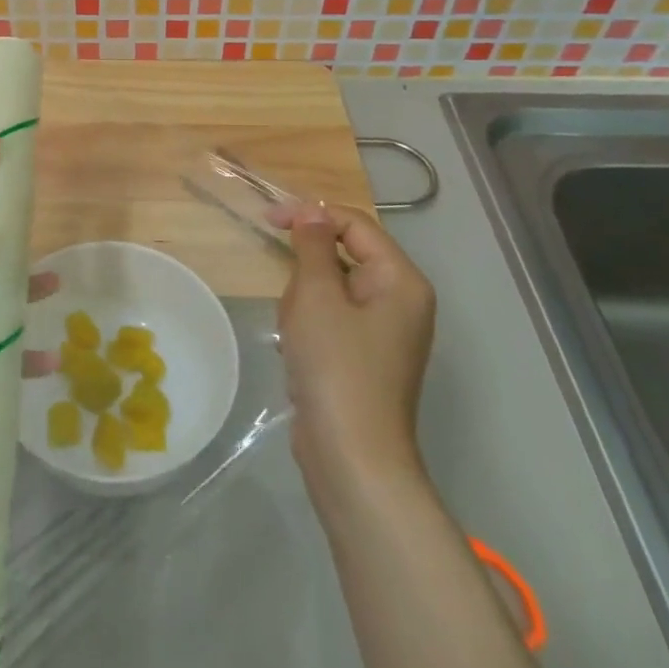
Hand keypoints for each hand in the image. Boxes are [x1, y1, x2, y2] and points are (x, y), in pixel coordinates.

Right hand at [266, 201, 435, 507]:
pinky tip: (298, 353)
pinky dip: (308, 327)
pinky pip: (331, 319)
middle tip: (293, 306)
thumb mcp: (317, 296)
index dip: (311, 215)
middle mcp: (401, 301)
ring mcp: (384, 332)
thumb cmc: (336, 366)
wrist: (351, 456)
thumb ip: (313, 245)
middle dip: (307, 274)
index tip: (267, 219)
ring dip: (304, 303)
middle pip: (343, 257)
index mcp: (401, 281)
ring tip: (296, 337)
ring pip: (330, 289)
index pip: (354, 225)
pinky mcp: (365, 356)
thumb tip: (312, 211)